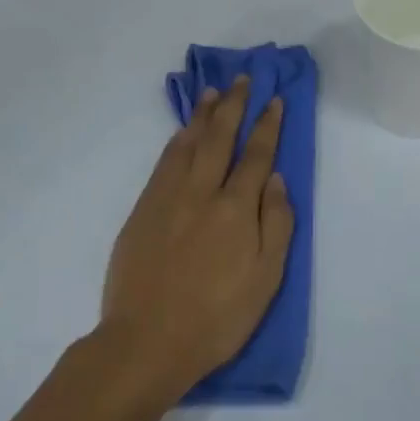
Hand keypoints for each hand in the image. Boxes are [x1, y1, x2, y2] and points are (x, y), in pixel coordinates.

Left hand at [100, 76, 293, 395]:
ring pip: (188, 144)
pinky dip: (176, 141)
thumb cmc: (216, 318)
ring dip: (203, 115)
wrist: (146, 341)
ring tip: (212, 93)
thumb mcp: (265, 280)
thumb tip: (276, 180)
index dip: (267, 125)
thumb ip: (276, 225)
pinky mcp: (143, 209)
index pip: (256, 155)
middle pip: (220, 138)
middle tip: (241, 79)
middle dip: (234, 106)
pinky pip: (163, 162)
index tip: (274, 100)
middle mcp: (202, 192)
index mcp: (236, 209)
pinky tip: (182, 133)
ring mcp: (168, 198)